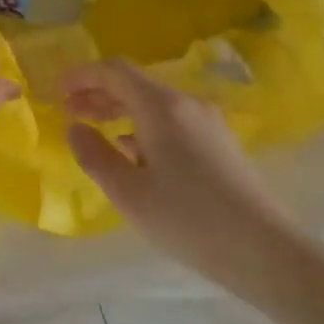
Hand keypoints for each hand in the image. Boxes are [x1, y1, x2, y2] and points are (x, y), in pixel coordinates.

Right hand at [63, 60, 303, 303]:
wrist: (267, 252)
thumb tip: (75, 127)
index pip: (114, 71)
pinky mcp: (219, 144)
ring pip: (153, 103)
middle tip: (68, 111)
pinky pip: (171, 121)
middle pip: (134, 84)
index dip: (82, 75)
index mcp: (161, 106)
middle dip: (97, 93)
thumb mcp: (128, 192)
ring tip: (94, 130)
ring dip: (119, 110)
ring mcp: (207, 123)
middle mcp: (186, 104)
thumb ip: (94, 155)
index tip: (56, 91)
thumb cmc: (188, 219)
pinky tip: (131, 152)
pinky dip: (142, 126)